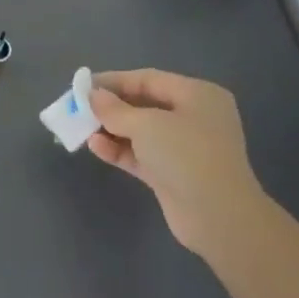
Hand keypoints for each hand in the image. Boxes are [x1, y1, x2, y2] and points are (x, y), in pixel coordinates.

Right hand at [89, 69, 267, 270]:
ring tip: (82, 128)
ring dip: (112, 130)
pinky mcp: (174, 175)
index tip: (84, 85)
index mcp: (197, 95)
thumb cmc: (186, 155)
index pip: (149, 79)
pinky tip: (96, 147)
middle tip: (80, 107)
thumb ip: (115, 109)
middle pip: (145, 105)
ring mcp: (185, 148)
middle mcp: (194, 117)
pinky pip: (142, 154)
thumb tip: (93, 96)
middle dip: (111, 107)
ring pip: (141, 132)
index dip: (115, 81)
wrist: (219, 218)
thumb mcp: (146, 124)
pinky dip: (120, 150)